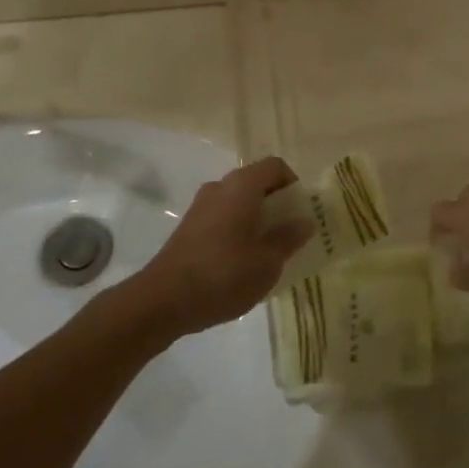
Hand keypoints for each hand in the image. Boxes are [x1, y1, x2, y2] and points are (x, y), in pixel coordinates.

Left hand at [127, 157, 312, 338]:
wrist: (163, 300)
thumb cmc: (223, 274)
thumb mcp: (267, 262)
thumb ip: (289, 238)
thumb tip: (305, 222)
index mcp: (242, 186)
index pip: (276, 166)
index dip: (293, 185)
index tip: (300, 214)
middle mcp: (220, 187)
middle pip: (256, 183)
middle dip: (277, 205)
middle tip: (289, 236)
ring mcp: (201, 206)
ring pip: (239, 202)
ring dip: (257, 220)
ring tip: (267, 253)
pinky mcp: (189, 227)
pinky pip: (223, 217)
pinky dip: (237, 230)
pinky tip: (241, 264)